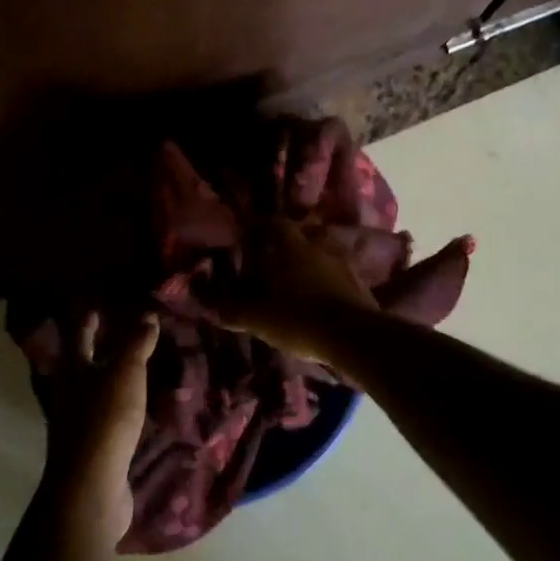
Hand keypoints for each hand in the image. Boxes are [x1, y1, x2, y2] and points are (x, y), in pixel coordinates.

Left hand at [40, 311, 158, 544]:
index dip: (89, 315)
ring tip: (138, 364)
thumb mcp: (124, 373)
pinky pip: (109, 416)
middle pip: (83, 361)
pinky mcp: (94, 448)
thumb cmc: (104, 420)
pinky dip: (123, 404)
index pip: (78, 332)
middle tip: (125, 328)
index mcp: (72, 369)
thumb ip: (136, 343)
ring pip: (97, 389)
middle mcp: (70, 392)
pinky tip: (140, 405)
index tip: (101, 301)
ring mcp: (80, 422)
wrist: (91, 489)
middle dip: (100, 345)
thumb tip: (147, 314)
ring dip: (113, 375)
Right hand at [203, 218, 377, 358]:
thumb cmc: (300, 319)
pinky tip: (319, 294)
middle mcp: (317, 246)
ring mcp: (342, 263)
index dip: (257, 227)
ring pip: (320, 251)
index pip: (272, 223)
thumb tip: (201, 297)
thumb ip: (230, 307)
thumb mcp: (258, 317)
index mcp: (291, 247)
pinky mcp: (358, 282)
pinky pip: (336, 271)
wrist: (355, 337)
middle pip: (299, 234)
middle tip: (271, 258)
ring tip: (296, 277)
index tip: (246, 236)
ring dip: (308, 259)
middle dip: (284, 243)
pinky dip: (325, 277)